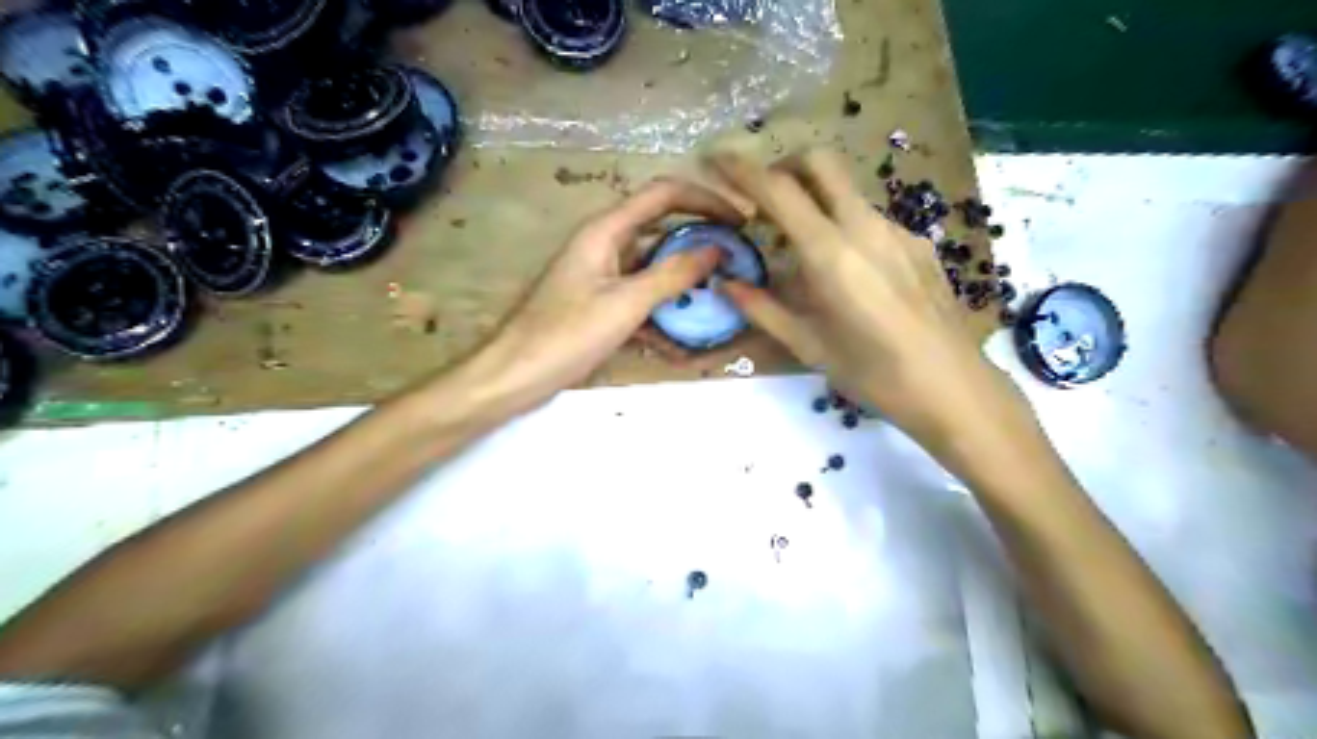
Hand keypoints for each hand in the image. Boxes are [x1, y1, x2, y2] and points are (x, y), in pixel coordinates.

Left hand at [467, 177, 744, 412]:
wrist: (517, 374)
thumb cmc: (568, 334)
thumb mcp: (627, 303)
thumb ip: (673, 274)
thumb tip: (717, 249)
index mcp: (606, 230)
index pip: (664, 194)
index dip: (706, 199)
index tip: (740, 221)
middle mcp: (605, 243)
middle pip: (661, 227)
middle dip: (700, 241)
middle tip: (736, 260)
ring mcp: (602, 274)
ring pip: (654, 265)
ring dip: (684, 279)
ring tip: (719, 297)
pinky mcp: (600, 301)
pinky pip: (640, 295)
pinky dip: (662, 308)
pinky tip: (683, 338)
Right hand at [709, 147, 1028, 449]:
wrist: (952, 387)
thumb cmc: (873, 373)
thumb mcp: (807, 345)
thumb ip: (762, 309)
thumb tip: (725, 283)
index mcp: (830, 254)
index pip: (778, 190)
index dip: (742, 168)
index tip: (716, 158)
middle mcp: (864, 227)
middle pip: (820, 163)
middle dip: (784, 166)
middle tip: (763, 198)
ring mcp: (897, 230)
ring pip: (846, 191)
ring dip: (815, 200)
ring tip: (802, 249)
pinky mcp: (918, 243)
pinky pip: (870, 218)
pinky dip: (844, 226)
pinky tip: (848, 272)